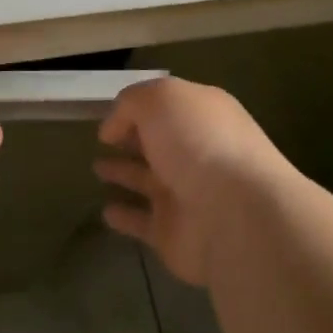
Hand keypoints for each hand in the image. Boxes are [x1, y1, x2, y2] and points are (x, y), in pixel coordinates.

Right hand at [94, 77, 289, 286]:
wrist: (235, 215)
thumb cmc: (198, 142)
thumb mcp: (160, 99)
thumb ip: (131, 103)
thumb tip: (113, 128)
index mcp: (203, 116)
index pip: (169, 106)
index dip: (139, 107)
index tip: (111, 116)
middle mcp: (197, 153)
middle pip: (159, 142)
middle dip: (133, 139)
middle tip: (104, 141)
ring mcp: (187, 195)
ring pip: (148, 180)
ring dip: (124, 173)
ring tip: (97, 168)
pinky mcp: (174, 234)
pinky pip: (142, 222)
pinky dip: (125, 217)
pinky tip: (106, 211)